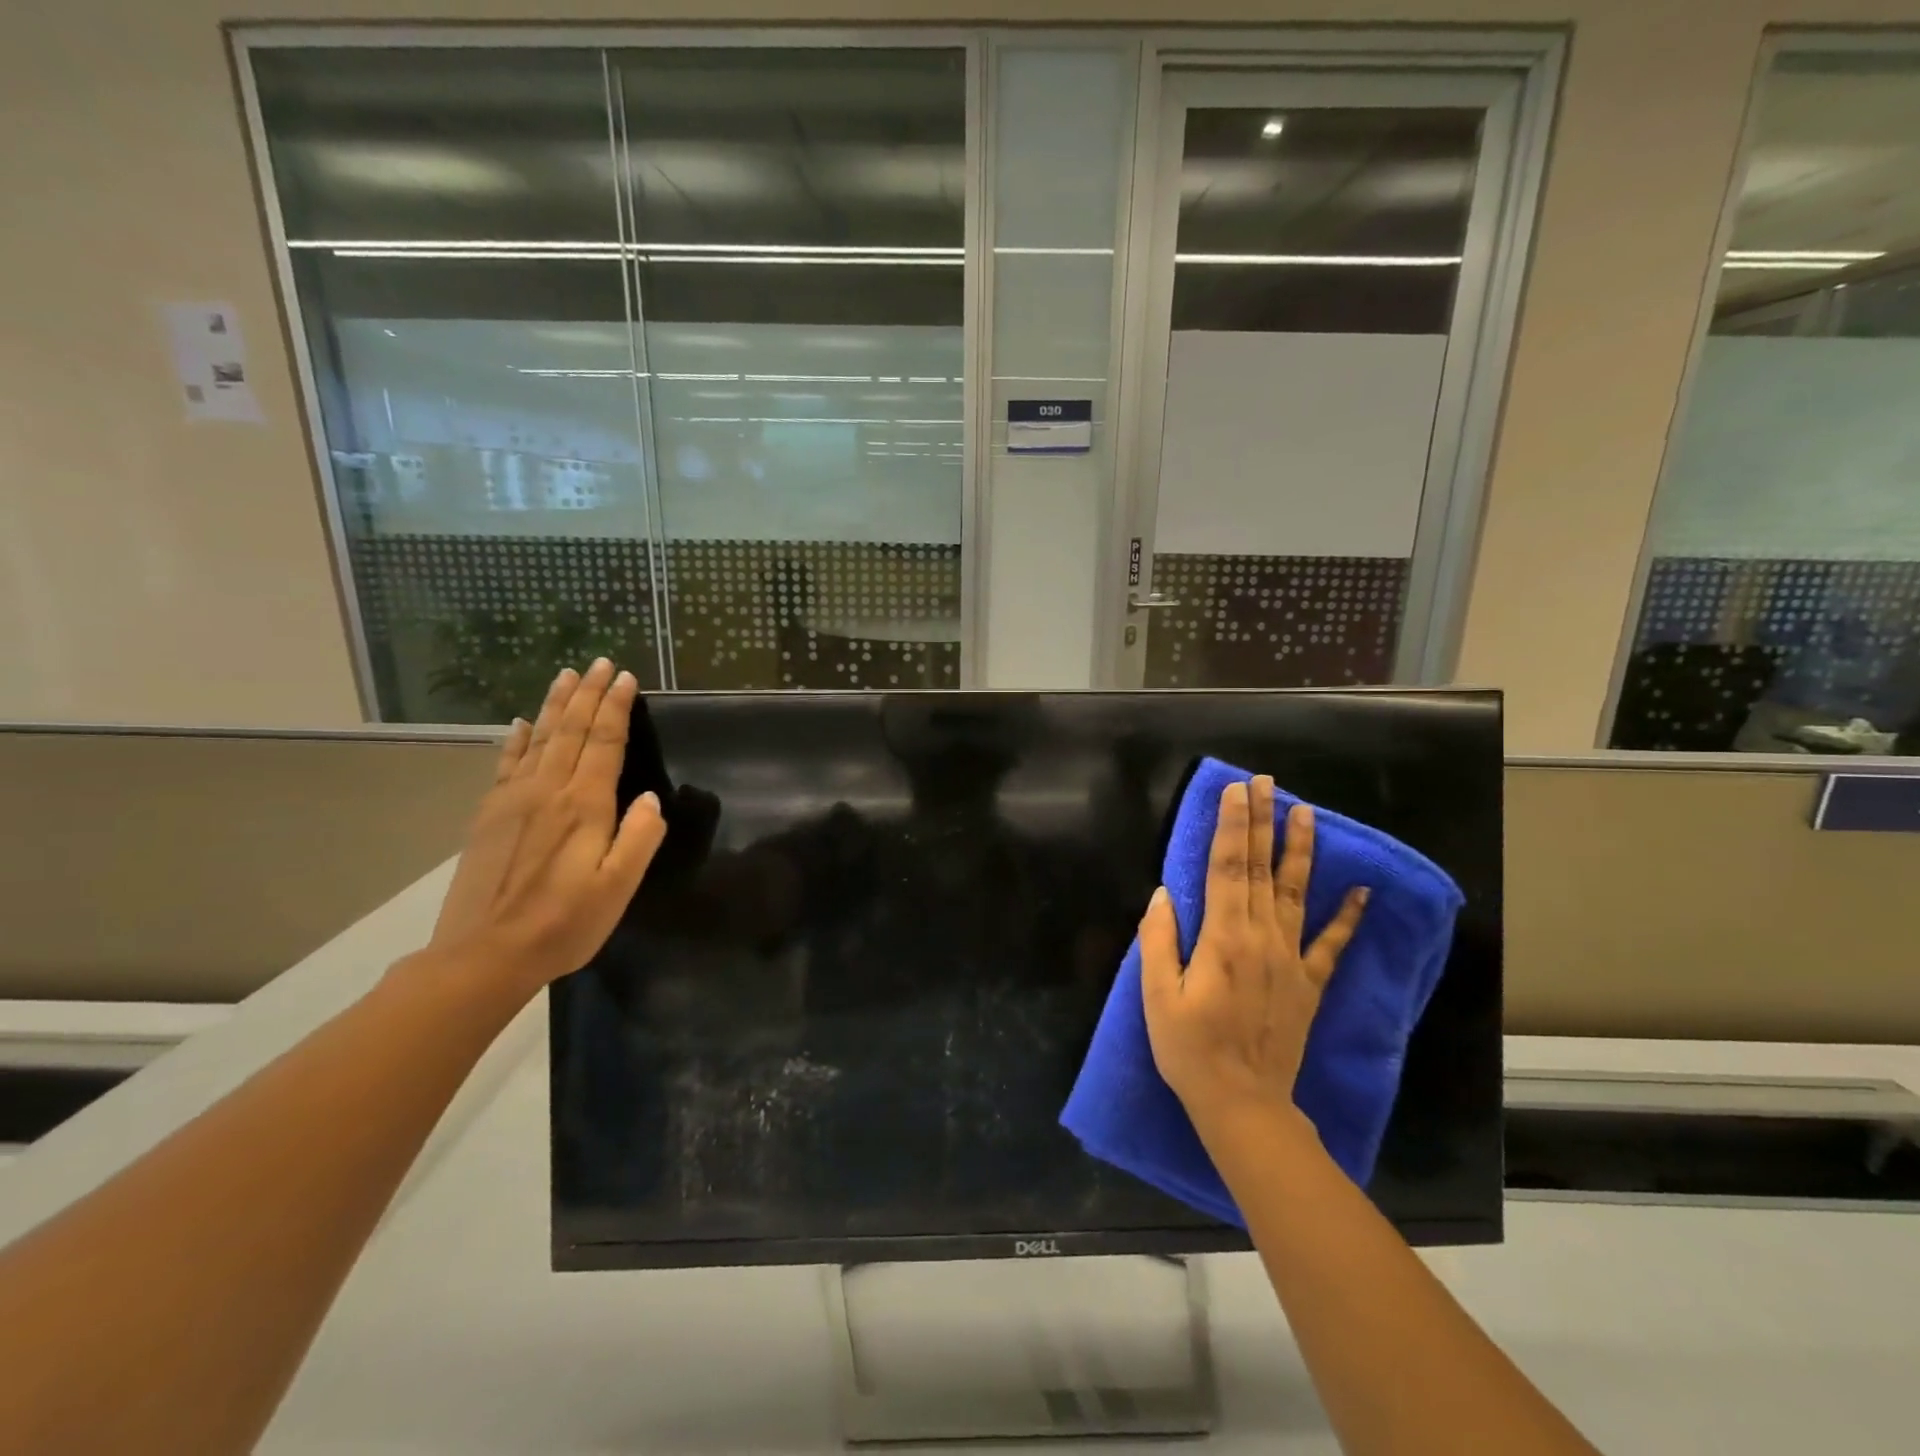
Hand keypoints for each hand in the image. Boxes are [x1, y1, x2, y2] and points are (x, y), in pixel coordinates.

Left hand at [427, 659, 666, 995]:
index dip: (617, 708)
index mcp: (584, 806)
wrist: (483, 955)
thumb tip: (649, 798)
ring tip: (566, 676)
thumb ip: (638, 839)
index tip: (626, 677)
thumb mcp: (617, 889)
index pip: (606, 743)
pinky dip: (517, 739)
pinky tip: (522, 723)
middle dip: (588, 694)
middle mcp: (548, 791)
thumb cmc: (563, 924)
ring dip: (556, 705)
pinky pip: (507, 764)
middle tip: (600, 662)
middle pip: (572, 731)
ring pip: (540, 739)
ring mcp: (513, 800)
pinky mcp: (490, 815)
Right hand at [1140, 777, 1367, 1136]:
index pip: (1226, 867)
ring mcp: (1291, 959)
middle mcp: (1261, 938)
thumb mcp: (1157, 996)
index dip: (1230, 826)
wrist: (1244, 1103)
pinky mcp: (1309, 983)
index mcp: (1223, 937)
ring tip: (1305, 812)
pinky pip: (1332, 944)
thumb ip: (1158, 940)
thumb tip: (1164, 893)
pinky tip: (1361, 890)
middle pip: (1260, 868)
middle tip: (1265, 782)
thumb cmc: (1190, 1049)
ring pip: (1296, 892)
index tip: (1234, 790)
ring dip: (1299, 850)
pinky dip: (1347, 916)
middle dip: (1260, 821)